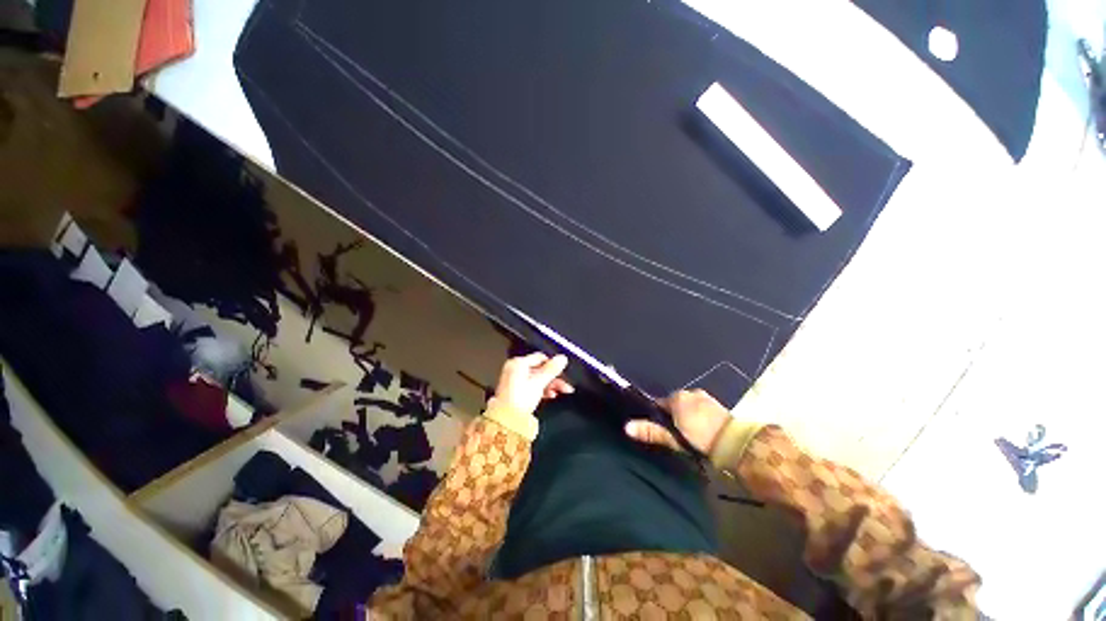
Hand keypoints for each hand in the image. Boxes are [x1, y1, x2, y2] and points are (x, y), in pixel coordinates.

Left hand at [491, 353, 573, 416]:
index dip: (552, 363)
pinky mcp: (516, 392)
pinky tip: (551, 395)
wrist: (507, 419)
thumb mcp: (539, 382)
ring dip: (550, 384)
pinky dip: (542, 390)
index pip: (539, 357)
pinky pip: (532, 386)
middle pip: (539, 369)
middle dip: (553, 377)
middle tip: (564, 384)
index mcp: (518, 363)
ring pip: (537, 379)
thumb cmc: (518, 399)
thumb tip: (562, 358)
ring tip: (561, 391)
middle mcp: (515, 369)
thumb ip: (551, 369)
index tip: (562, 370)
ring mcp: (514, 381)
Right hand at [624, 389, 729, 454]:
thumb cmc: (699, 438)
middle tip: (676, 434)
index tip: (661, 428)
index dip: (658, 416)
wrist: (735, 442)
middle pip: (674, 403)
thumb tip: (626, 427)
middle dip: (674, 415)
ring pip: (688, 405)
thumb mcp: (673, 437)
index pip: (659, 403)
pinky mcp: (717, 404)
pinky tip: (703, 429)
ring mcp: (705, 397)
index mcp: (677, 397)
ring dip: (687, 415)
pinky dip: (699, 415)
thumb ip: (651, 431)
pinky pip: (701, 407)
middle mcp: (690, 392)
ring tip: (691, 433)